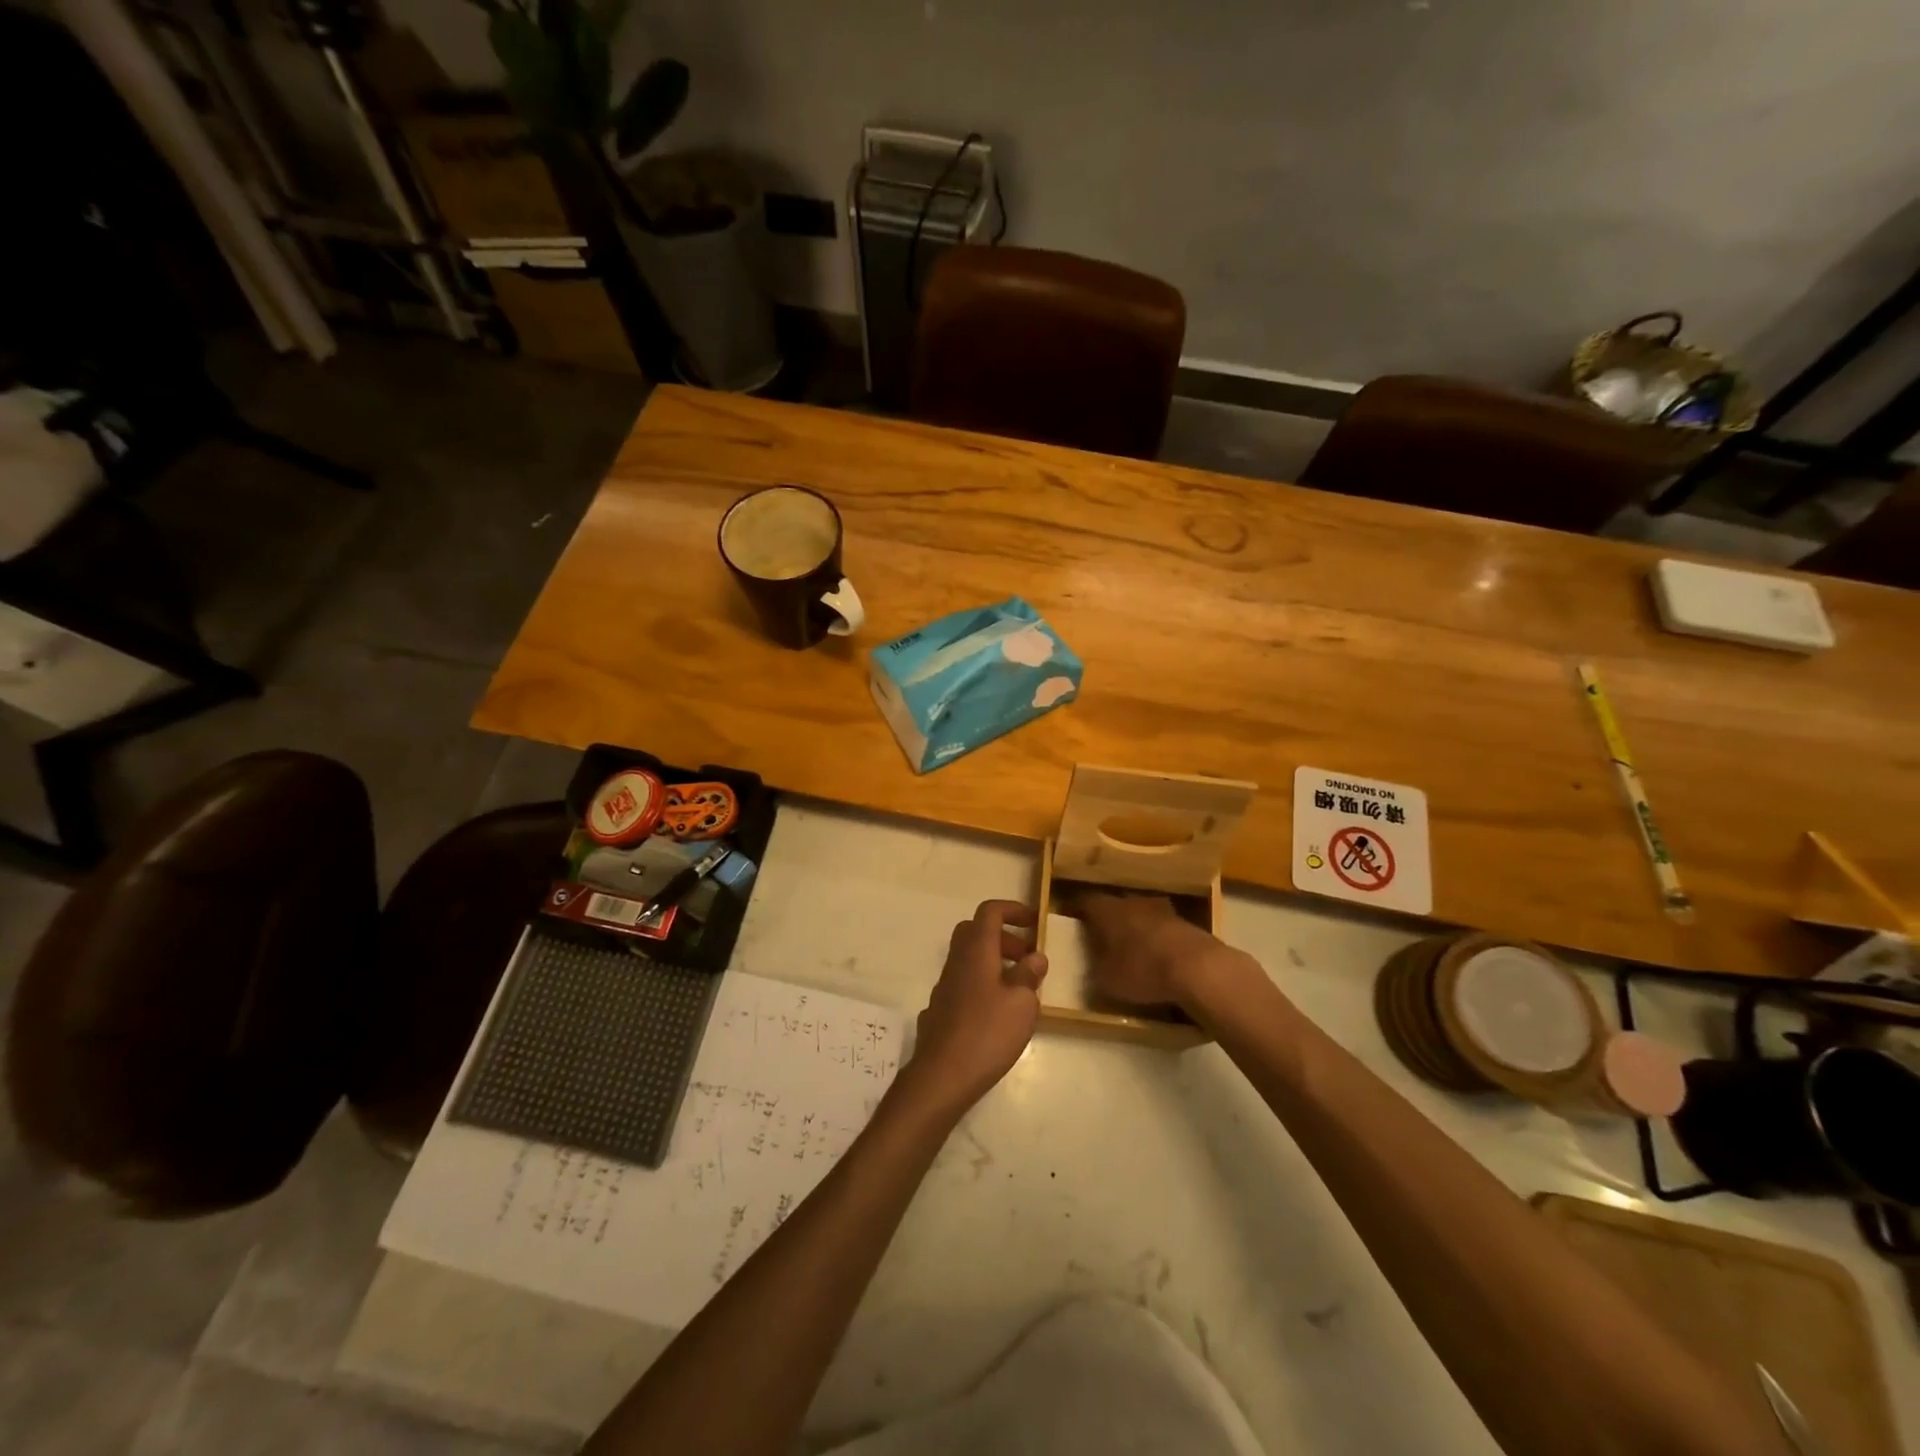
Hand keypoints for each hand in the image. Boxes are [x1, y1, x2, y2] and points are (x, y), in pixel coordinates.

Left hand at [899, 900, 1047, 1116]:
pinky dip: (982, 985)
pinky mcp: (940, 1009)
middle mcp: (957, 961)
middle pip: (976, 932)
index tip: (1033, 923)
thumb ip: (1029, 975)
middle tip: (1027, 957)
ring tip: (1019, 989)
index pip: (990, 911)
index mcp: (977, 951)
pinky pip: (963, 983)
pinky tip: (996, 1013)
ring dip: (994, 962)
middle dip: (1003, 937)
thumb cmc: (988, 1032)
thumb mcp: (1022, 1003)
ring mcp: (944, 986)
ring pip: (968, 959)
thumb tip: (1035, 957)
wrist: (942, 1075)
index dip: (1012, 910)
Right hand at [1073, 890, 1241, 1010]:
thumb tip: (1092, 965)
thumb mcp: (1106, 980)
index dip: (1076, 908)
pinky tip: (1158, 955)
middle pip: (1114, 904)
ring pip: (1140, 913)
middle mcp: (1132, 902)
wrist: (1198, 968)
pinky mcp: (1186, 922)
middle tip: (1100, 935)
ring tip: (1131, 945)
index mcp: (1107, 910)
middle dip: (1107, 918)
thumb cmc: (1143, 971)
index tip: (1070, 917)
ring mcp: (1162, 909)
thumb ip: (1095, 969)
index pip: (1085, 901)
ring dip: (1135, 926)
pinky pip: (1162, 927)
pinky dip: (1156, 937)